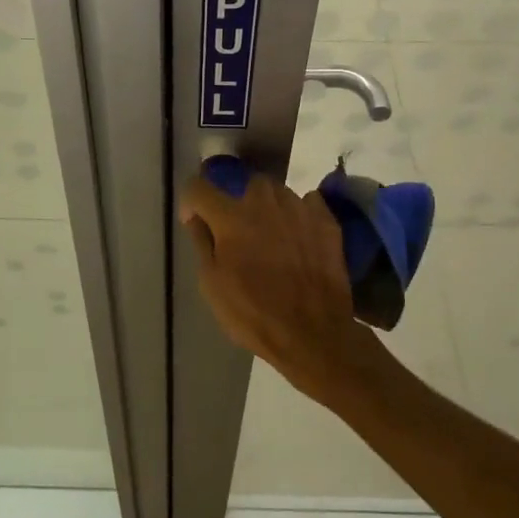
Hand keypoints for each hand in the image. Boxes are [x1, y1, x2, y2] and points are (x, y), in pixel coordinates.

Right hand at [178, 167, 375, 401]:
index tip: (196, 222)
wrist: (313, 334)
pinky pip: (307, 203)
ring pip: (277, 192)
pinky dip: (299, 214)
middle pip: (243, 184)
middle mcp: (265, 201)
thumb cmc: (253, 313)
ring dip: (268, 207)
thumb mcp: (212, 284)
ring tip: (271, 235)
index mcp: (231, 216)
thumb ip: (201, 242)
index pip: (199, 187)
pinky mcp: (326, 220)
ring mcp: (299, 208)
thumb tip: (196, 216)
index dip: (192, 203)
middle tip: (238, 231)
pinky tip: (299, 237)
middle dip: (236, 201)